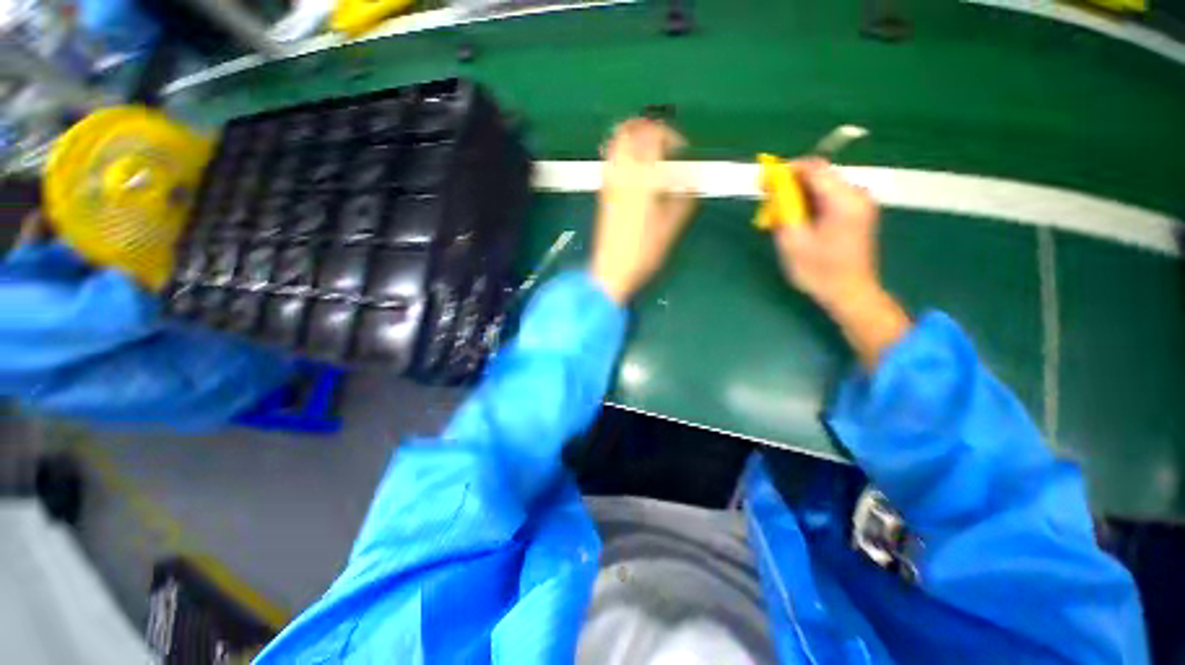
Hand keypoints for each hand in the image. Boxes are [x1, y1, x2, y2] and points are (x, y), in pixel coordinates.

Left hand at [591, 118, 696, 303]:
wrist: (611, 271)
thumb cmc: (643, 253)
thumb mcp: (670, 229)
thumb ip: (683, 199)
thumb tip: (692, 179)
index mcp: (643, 181)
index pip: (654, 138)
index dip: (671, 136)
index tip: (681, 151)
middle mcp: (623, 175)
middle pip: (631, 132)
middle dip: (650, 128)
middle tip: (665, 142)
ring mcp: (610, 183)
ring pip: (616, 143)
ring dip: (633, 136)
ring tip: (650, 148)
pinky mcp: (603, 193)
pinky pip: (610, 160)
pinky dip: (621, 151)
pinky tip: (633, 165)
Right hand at [771, 159, 908, 368]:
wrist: (851, 293)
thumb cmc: (819, 272)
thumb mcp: (792, 242)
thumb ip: (784, 210)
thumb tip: (774, 188)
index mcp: (843, 200)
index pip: (814, 168)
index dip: (786, 170)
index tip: (765, 181)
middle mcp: (857, 195)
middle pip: (820, 175)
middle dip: (791, 185)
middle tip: (769, 203)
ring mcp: (861, 204)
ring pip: (824, 187)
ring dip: (799, 196)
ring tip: (780, 216)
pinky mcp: (859, 213)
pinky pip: (831, 198)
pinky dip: (811, 204)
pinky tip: (798, 221)